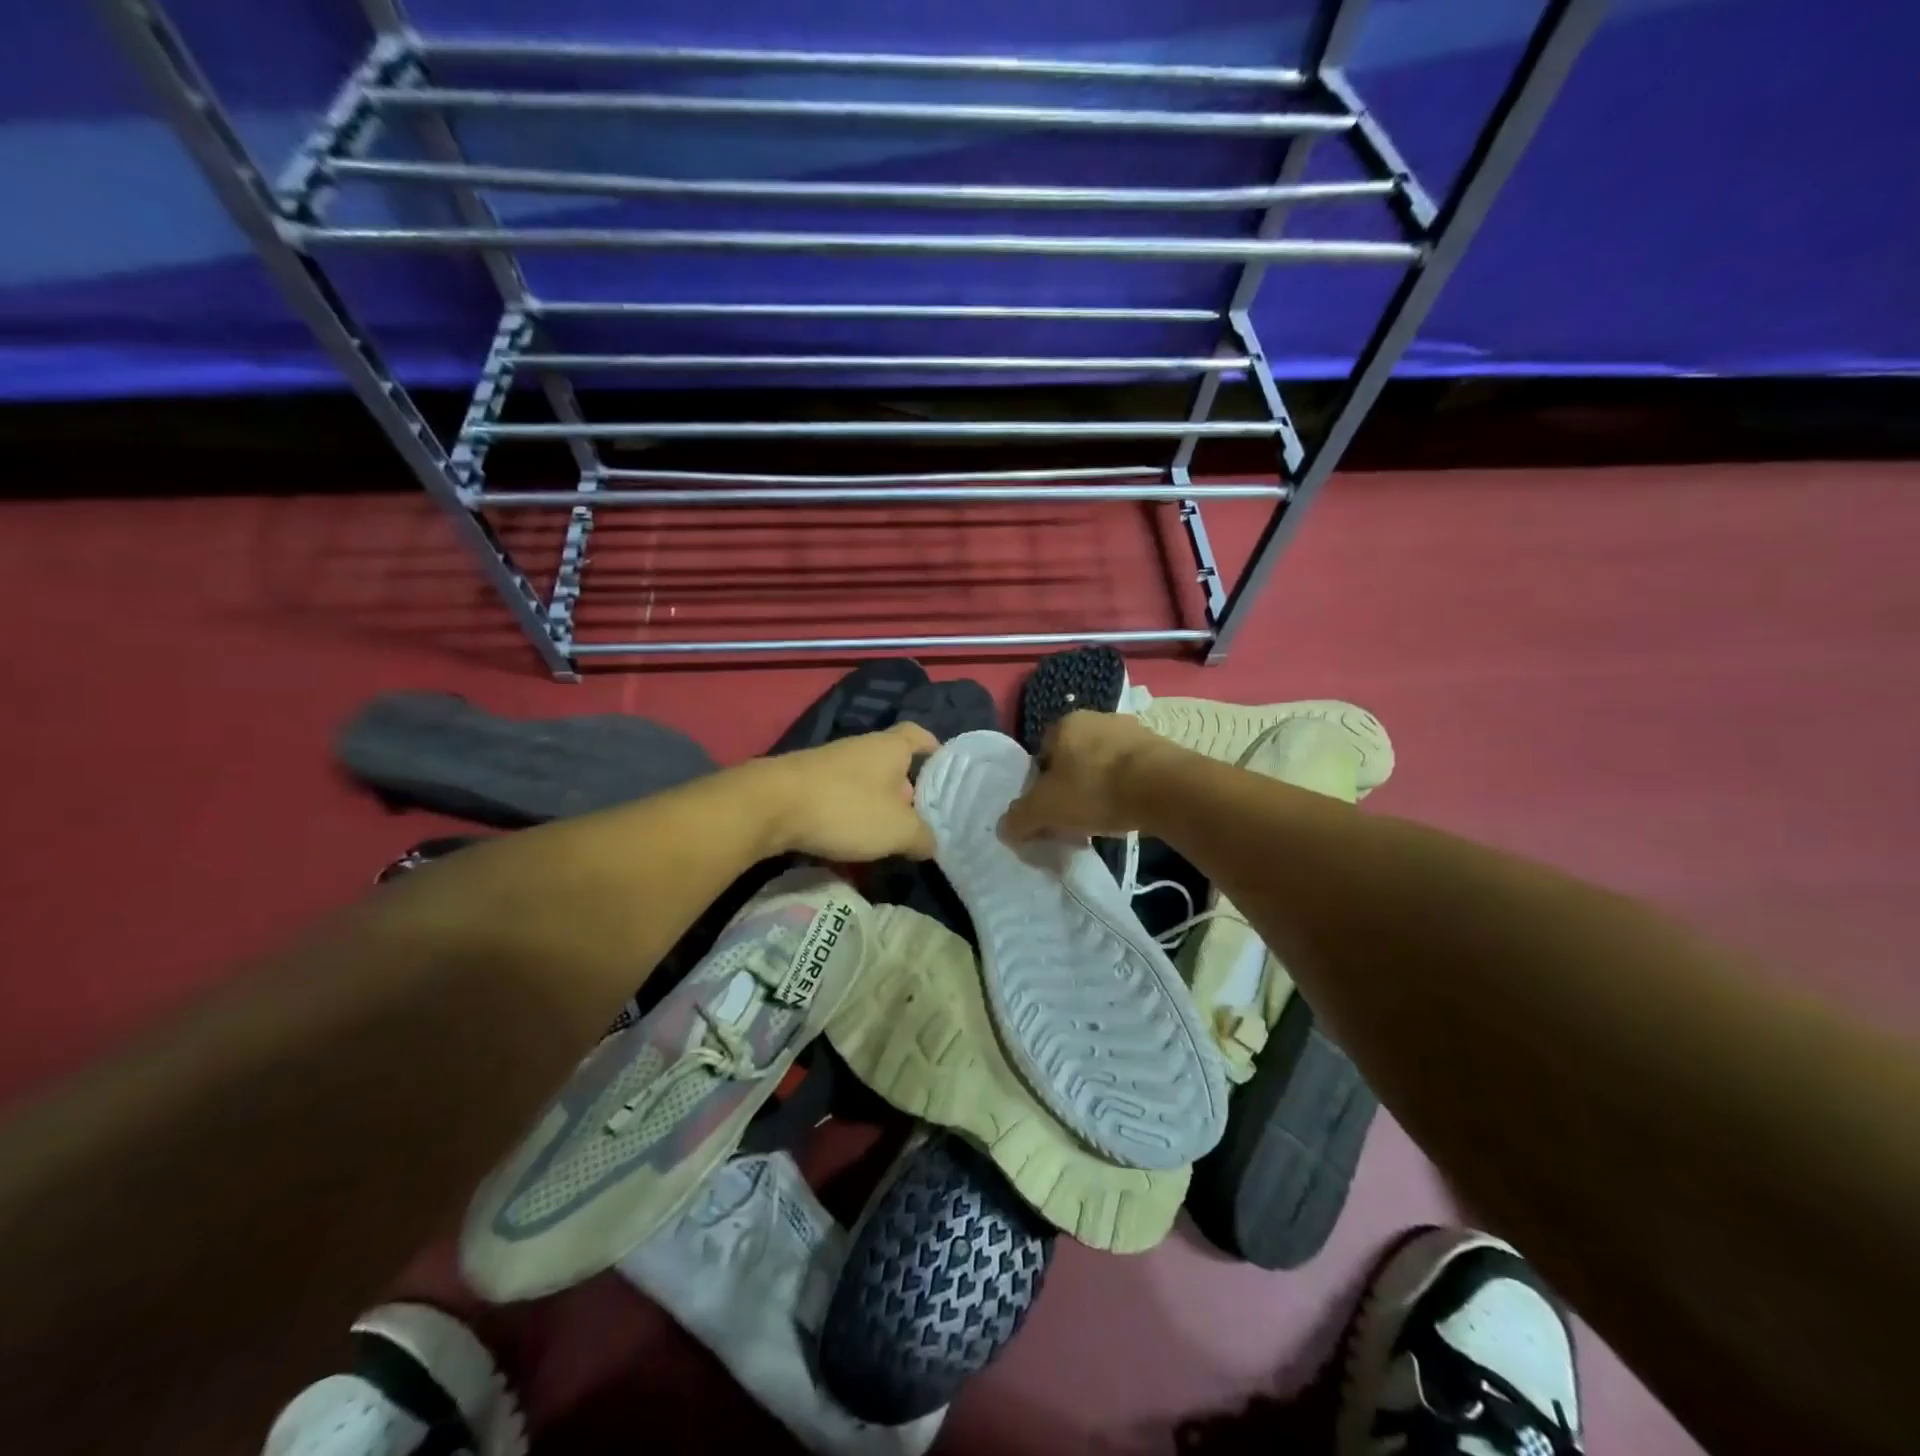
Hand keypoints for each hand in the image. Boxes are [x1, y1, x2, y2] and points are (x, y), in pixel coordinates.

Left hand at [759, 722, 938, 861]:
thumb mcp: (898, 830)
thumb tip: (930, 844)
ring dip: (875, 807)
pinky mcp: (804, 783)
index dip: (934, 750)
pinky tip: (848, 841)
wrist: (769, 806)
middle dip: (906, 791)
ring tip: (884, 838)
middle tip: (919, 820)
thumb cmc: (846, 808)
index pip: (919, 735)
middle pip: (893, 764)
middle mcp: (861, 747)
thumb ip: (922, 837)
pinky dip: (848, 815)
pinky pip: (838, 797)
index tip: (944, 772)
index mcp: (890, 747)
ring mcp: (829, 763)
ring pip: (864, 783)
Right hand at [1000, 710, 1172, 841]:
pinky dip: (1128, 788)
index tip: (1049, 809)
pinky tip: (1129, 810)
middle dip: (1072, 784)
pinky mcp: (1161, 747)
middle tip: (1074, 815)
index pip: (1041, 753)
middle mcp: (1098, 718)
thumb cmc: (1095, 789)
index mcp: (1065, 723)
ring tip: (1104, 816)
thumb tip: (1005, 828)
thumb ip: (1020, 818)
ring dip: (1101, 785)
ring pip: (1104, 762)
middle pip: (1074, 757)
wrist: (1165, 788)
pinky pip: (1133, 770)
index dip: (1041, 783)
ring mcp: (1132, 730)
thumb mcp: (1045, 809)